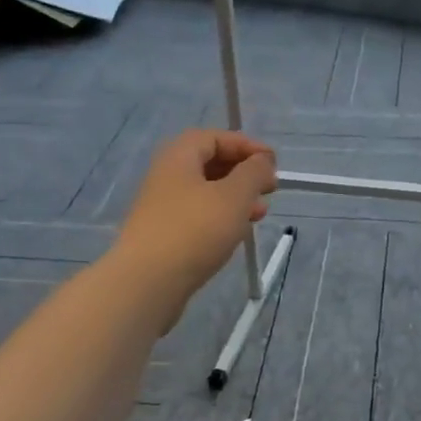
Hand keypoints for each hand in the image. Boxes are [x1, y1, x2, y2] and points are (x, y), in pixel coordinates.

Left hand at [113, 130, 277, 320]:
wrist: (146, 283)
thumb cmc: (194, 230)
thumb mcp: (234, 196)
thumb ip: (253, 173)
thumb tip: (262, 161)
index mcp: (179, 157)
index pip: (215, 137)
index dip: (247, 145)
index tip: (273, 163)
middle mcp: (166, 176)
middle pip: (209, 163)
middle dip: (243, 172)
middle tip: (270, 188)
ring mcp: (162, 207)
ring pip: (205, 192)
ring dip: (236, 197)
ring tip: (261, 212)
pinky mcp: (163, 235)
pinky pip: (198, 216)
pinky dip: (221, 217)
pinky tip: (237, 232)